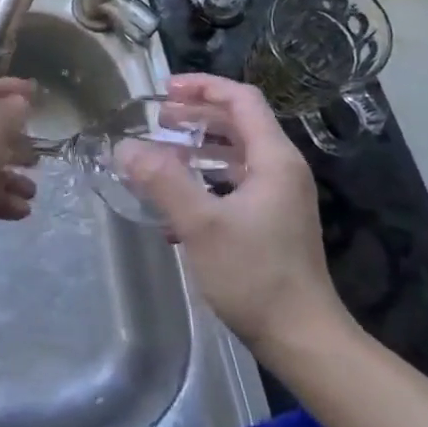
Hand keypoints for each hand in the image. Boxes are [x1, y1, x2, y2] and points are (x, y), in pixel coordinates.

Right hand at [113, 73, 347, 348]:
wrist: (303, 339)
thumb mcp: (201, 225)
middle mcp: (281, 170)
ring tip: (161, 152)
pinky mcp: (271, 221)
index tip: (164, 91)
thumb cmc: (255, 275)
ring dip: (198, 146)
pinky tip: (175, 201)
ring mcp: (278, 197)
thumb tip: (124, 147)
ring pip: (235, 154)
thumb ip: (162, 180)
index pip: (241, 99)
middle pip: (238, 122)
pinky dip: (205, 178)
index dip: (203, 87)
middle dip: (196, 114)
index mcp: (274, 159)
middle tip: (157, 119)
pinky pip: (235, 182)